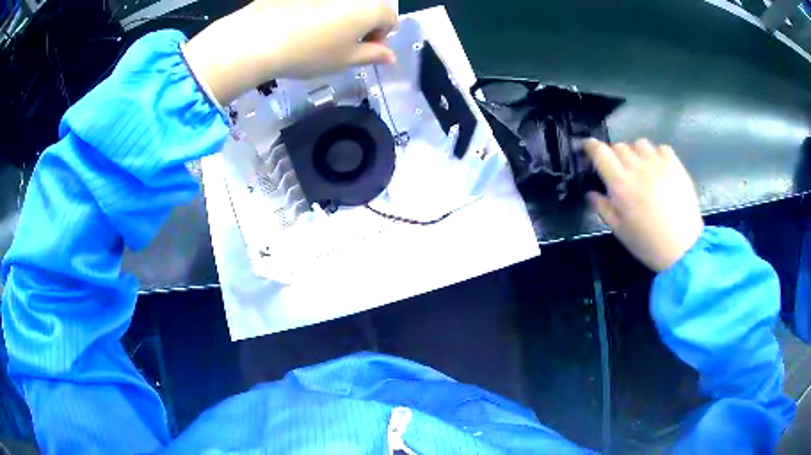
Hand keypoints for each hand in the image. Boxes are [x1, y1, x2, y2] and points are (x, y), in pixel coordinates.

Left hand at [183, 0, 396, 104]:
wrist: (259, 37)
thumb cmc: (309, 52)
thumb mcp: (344, 61)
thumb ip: (372, 56)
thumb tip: (390, 56)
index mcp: (370, 8)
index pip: (389, 18)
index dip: (380, 35)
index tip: (363, 49)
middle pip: (365, 6)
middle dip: (360, 22)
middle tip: (339, 41)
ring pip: (340, 2)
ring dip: (338, 14)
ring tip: (316, 31)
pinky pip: (315, 2)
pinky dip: (313, 8)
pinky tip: (297, 21)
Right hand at [585, 139, 702, 271]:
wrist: (684, 248)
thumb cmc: (648, 244)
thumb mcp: (620, 231)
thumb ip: (604, 209)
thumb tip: (591, 194)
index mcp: (620, 184)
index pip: (600, 153)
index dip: (591, 146)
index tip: (588, 148)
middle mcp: (637, 168)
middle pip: (619, 146)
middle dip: (613, 154)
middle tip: (617, 169)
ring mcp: (658, 164)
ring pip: (640, 143)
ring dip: (635, 152)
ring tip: (639, 166)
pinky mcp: (675, 166)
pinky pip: (661, 148)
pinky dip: (656, 153)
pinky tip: (658, 167)